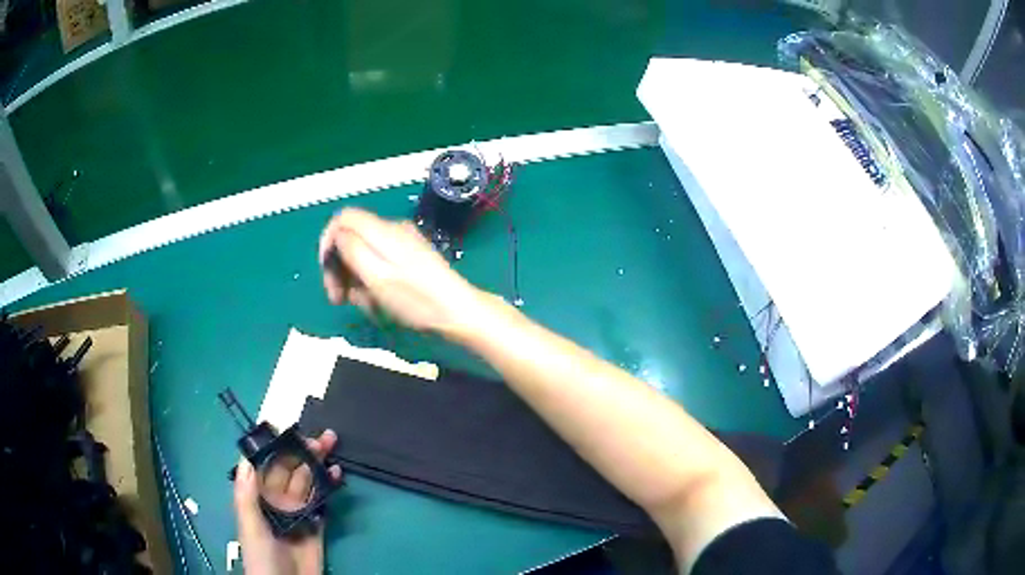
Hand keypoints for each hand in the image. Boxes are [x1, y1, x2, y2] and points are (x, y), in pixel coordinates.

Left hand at [233, 430, 343, 574]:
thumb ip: (246, 496)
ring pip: (307, 482)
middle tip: (321, 437)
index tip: (289, 429)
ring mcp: (298, 513)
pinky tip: (336, 474)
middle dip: (303, 452)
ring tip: (331, 445)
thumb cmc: (261, 556)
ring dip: (317, 464)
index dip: (276, 446)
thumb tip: (246, 460)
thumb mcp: (249, 527)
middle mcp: (277, 501)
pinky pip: (322, 502)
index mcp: (257, 497)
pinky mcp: (316, 526)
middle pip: (290, 470)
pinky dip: (329, 487)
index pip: (265, 465)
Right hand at [318, 208, 484, 334]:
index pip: (343, 218)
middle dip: (340, 268)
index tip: (327, 270)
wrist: (458, 312)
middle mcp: (392, 231)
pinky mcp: (410, 260)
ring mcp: (402, 245)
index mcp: (383, 231)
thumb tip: (337, 235)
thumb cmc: (416, 298)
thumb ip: (352, 249)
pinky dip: (372, 283)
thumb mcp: (377, 275)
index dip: (328, 241)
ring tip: (365, 306)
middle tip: (339, 298)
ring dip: (356, 281)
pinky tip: (377, 304)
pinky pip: (379, 265)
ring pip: (364, 256)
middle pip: (352, 239)